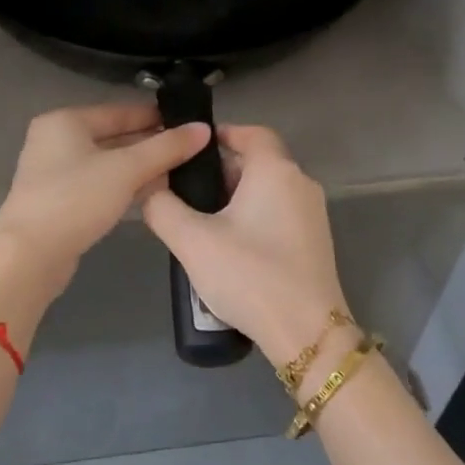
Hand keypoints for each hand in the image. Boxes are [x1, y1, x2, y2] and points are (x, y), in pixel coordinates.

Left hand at [0, 102, 210, 283]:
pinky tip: (154, 194)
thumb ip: (166, 148)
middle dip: (152, 145)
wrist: (29, 256)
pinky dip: (125, 187)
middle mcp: (56, 141)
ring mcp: (56, 173)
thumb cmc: (76, 199)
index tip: (191, 124)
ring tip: (182, 172)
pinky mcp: (61, 202)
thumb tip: (203, 129)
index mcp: (66, 121)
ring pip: (109, 164)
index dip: (157, 117)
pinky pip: (101, 185)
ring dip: (141, 168)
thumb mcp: (126, 169)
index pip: (120, 112)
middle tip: (192, 151)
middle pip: (114, 137)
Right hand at [142, 125, 348, 368]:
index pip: (251, 132)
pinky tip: (229, 247)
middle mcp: (300, 183)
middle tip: (185, 192)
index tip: (190, 150)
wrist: (306, 332)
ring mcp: (313, 214)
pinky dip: (253, 217)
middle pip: (257, 162)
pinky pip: (279, 214)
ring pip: (267, 190)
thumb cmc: (250, 275)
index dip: (221, 134)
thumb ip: (162, 208)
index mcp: (275, 171)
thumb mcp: (192, 241)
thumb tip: (149, 188)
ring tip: (199, 222)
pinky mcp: (315, 242)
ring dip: (235, 198)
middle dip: (220, 172)